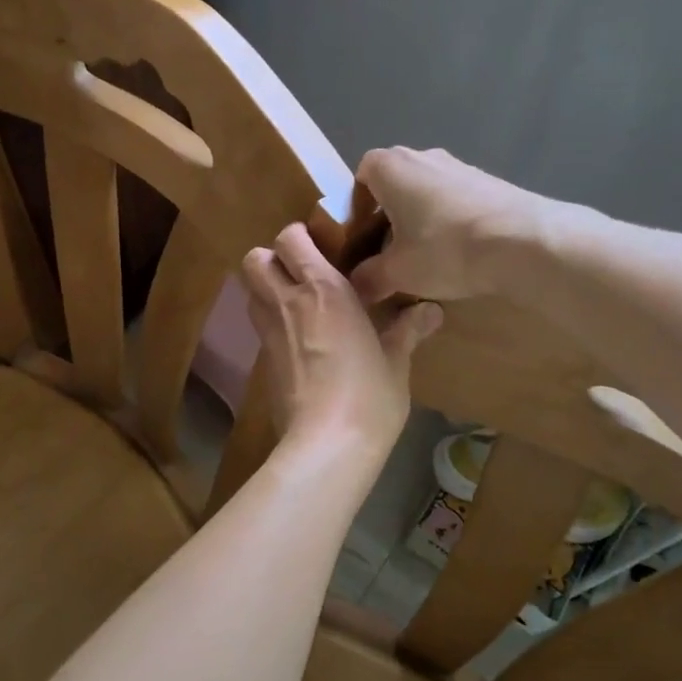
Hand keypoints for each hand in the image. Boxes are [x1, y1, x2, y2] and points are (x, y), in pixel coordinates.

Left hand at [240, 223, 441, 450]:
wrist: (327, 443)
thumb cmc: (369, 395)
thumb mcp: (395, 361)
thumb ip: (408, 330)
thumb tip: (432, 310)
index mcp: (323, 289)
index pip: (291, 238)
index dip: (299, 236)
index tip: (322, 247)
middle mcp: (288, 302)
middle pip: (255, 259)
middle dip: (271, 258)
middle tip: (301, 272)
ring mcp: (269, 331)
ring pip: (249, 290)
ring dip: (266, 287)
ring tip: (297, 302)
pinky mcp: (261, 361)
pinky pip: (258, 324)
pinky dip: (270, 320)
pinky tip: (297, 339)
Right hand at [349, 147, 543, 304]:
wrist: (525, 242)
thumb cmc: (445, 248)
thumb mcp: (397, 273)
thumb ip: (368, 278)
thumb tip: (355, 288)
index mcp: (391, 167)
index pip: (361, 174)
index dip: (357, 205)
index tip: (361, 236)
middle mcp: (423, 156)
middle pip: (395, 182)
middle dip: (388, 214)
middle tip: (388, 250)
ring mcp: (461, 166)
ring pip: (426, 190)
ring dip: (420, 218)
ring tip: (425, 256)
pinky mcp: (490, 182)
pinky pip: (456, 199)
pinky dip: (449, 221)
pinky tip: (458, 253)